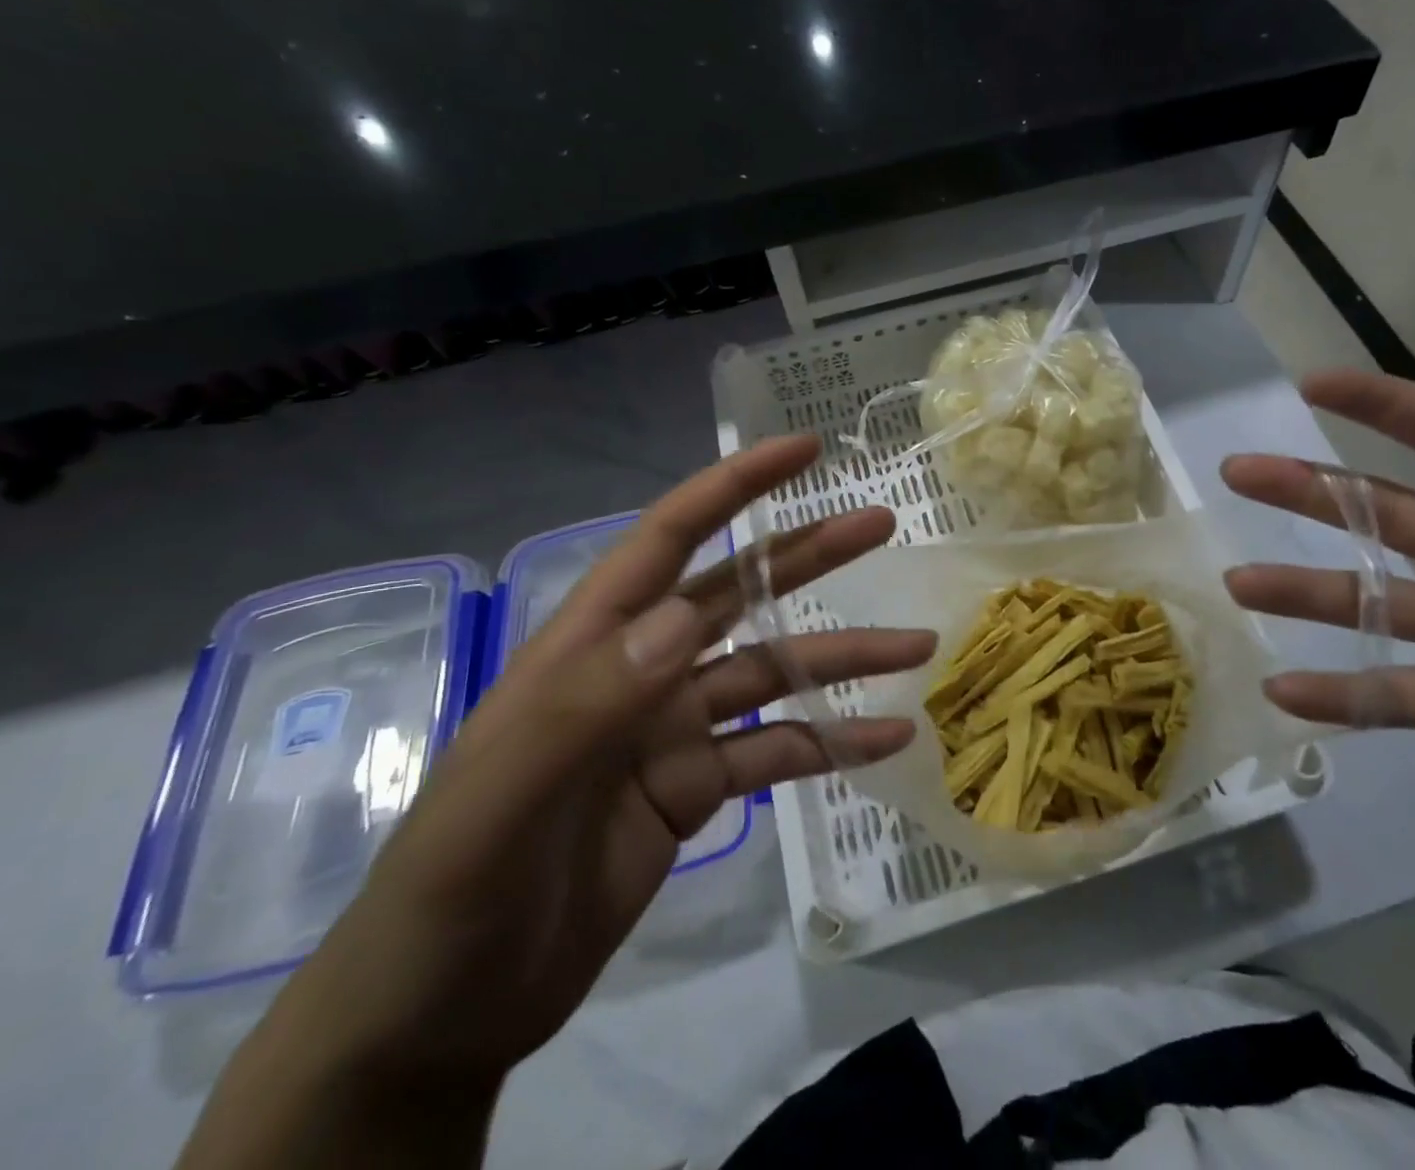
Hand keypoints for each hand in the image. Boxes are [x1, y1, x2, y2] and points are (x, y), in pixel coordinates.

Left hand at [254, 437, 930, 1086]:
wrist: (443, 1017)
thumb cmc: (450, 896)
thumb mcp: (500, 802)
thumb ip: (588, 703)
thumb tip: (684, 615)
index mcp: (592, 645)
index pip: (669, 540)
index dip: (734, 487)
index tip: (804, 451)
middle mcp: (641, 670)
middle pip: (739, 594)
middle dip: (810, 553)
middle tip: (881, 523)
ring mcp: (672, 728)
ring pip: (773, 673)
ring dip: (844, 659)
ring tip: (917, 647)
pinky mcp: (696, 787)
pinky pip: (777, 750)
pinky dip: (832, 742)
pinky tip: (887, 739)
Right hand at [1222, 351, 1414, 882]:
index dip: (1384, 406)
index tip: (1312, 382)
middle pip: (1383, 512)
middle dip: (1308, 488)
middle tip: (1238, 470)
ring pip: (1373, 602)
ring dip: (1303, 591)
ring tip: (1236, 582)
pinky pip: (1401, 697)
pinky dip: (1342, 696)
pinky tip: (1283, 690)